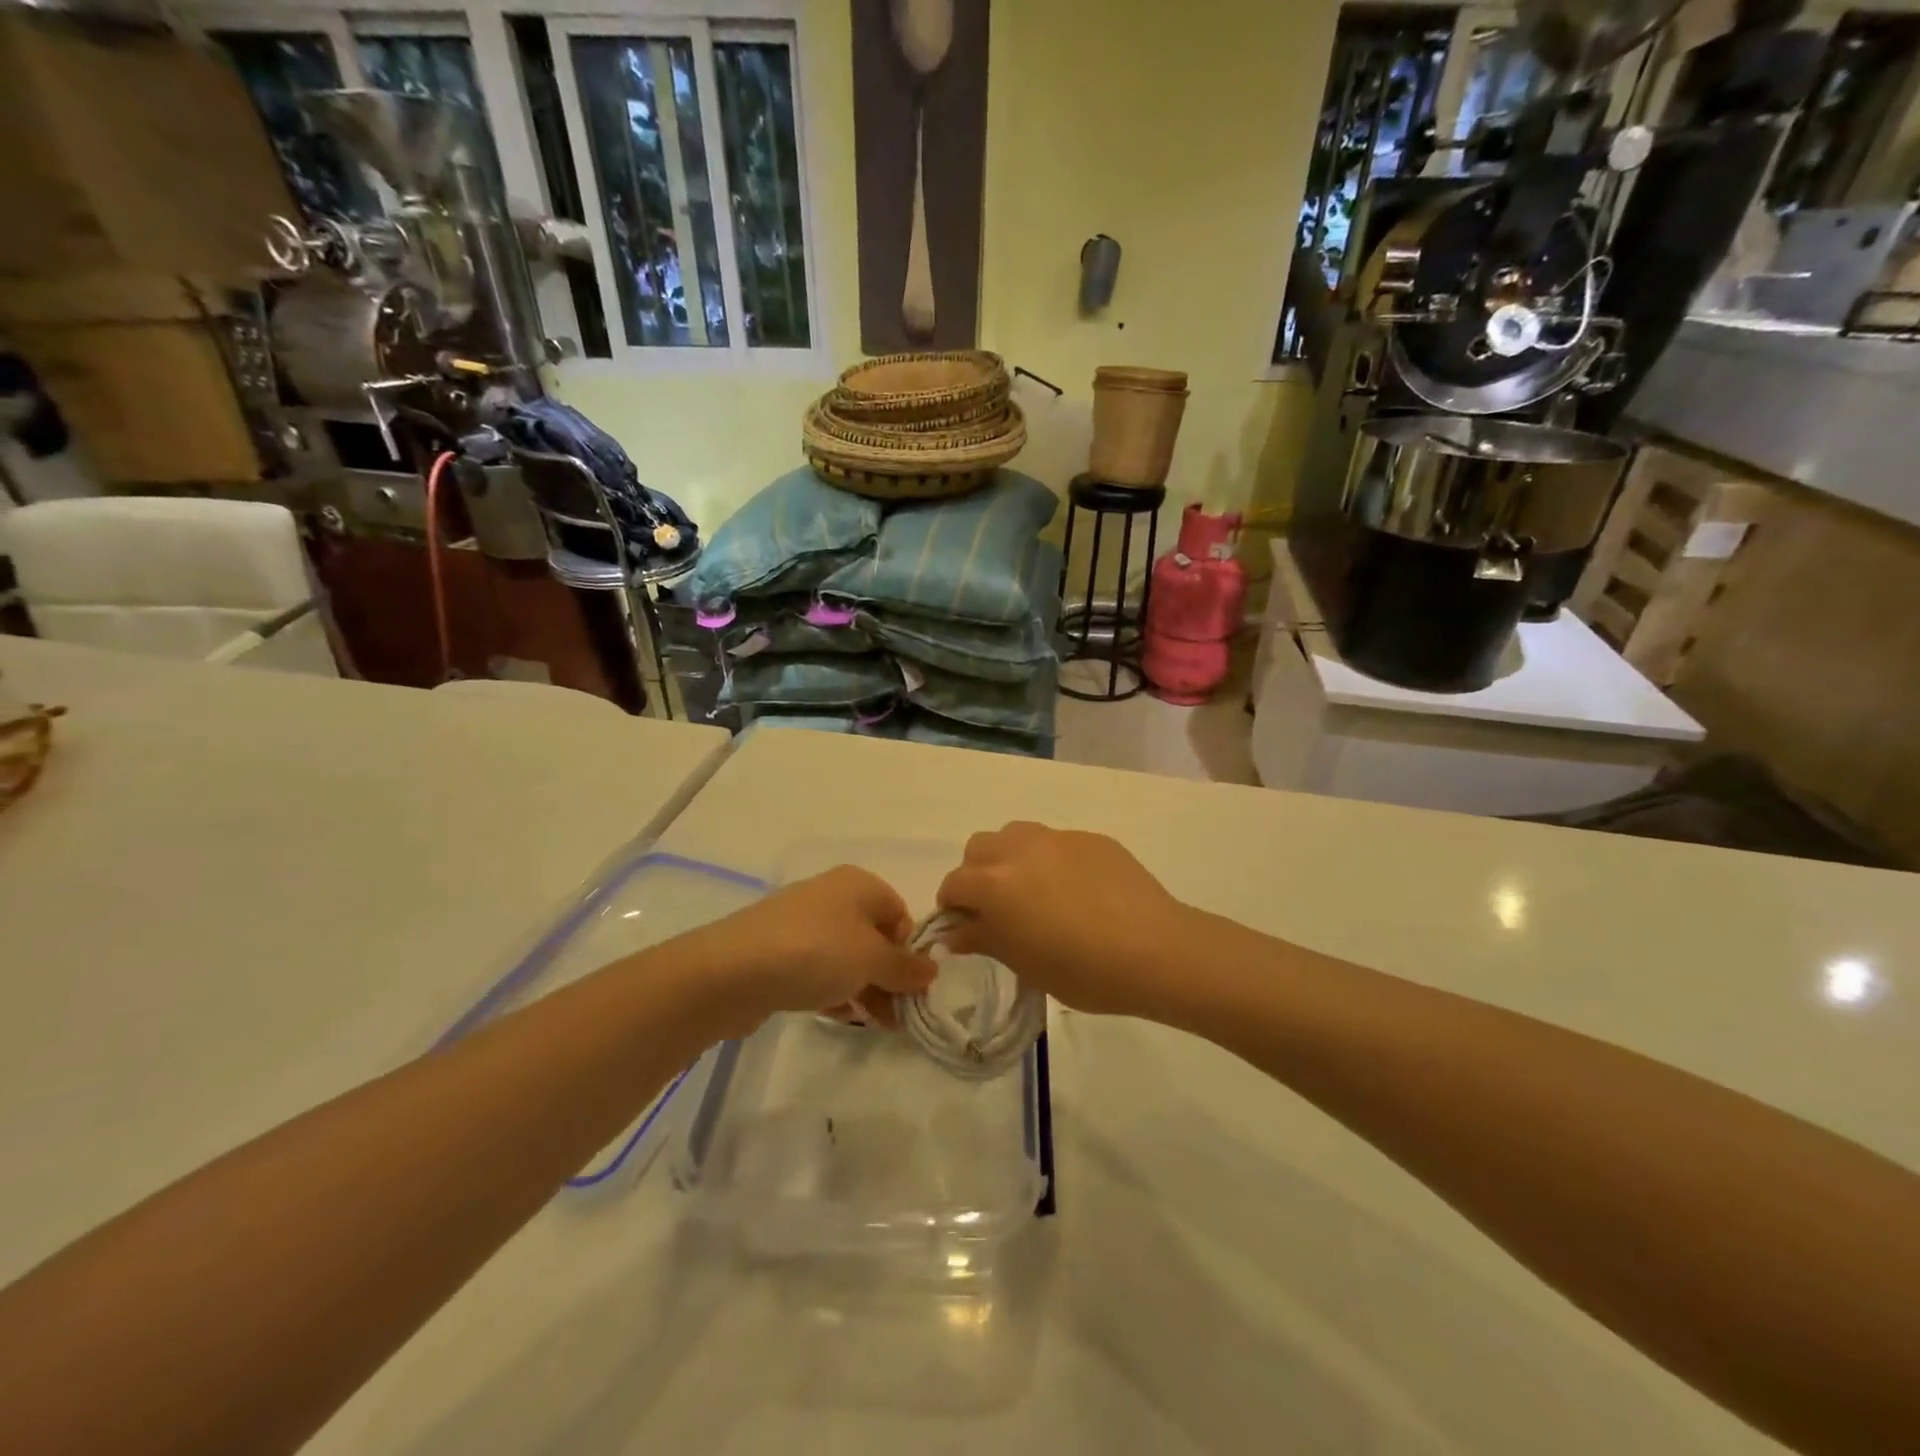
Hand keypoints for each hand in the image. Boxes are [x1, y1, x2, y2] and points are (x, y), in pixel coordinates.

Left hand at [678, 866, 936, 1036]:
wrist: (731, 971)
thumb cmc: (815, 953)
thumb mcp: (872, 960)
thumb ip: (906, 967)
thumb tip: (931, 969)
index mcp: (859, 884)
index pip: (900, 914)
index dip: (909, 952)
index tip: (910, 989)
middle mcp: (832, 896)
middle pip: (874, 937)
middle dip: (889, 978)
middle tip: (896, 1018)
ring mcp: (802, 923)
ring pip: (846, 957)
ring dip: (864, 989)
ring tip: (873, 1025)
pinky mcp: (778, 951)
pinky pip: (818, 969)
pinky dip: (833, 990)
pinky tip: (838, 1015)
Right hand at [936, 822, 1192, 1017]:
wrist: (1155, 950)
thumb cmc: (1083, 970)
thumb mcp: (1025, 964)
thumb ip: (985, 939)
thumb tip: (955, 931)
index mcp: (996, 882)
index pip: (954, 883)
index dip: (952, 906)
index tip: (964, 928)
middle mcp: (1020, 849)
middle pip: (979, 847)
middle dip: (977, 874)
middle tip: (997, 908)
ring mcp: (1059, 838)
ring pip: (1016, 834)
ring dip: (1010, 858)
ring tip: (1033, 892)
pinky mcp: (1092, 838)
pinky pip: (1057, 842)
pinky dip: (1051, 861)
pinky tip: (1076, 891)